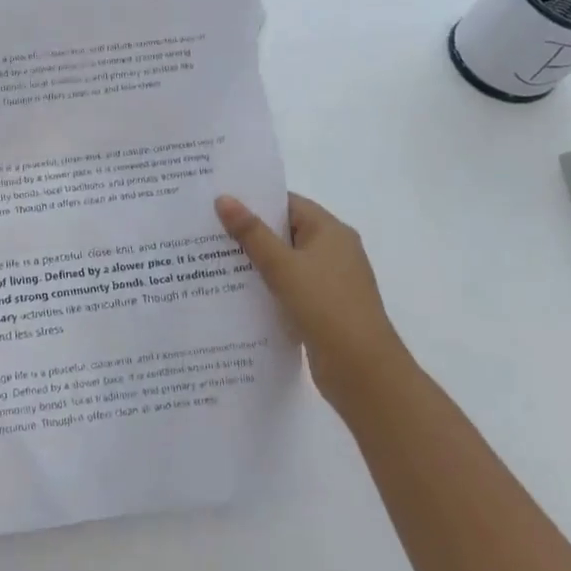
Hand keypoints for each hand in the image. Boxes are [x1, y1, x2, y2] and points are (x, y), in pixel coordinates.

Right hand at [215, 192, 405, 408]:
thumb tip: (223, 198)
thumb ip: (251, 233)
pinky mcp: (324, 308)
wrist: (363, 372)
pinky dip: (267, 287)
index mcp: (330, 231)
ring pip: (286, 262)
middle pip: (285, 232)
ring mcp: (330, 281)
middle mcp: (334, 251)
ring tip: (213, 260)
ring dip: (256, 262)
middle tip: (208, 230)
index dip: (255, 201)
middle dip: (250, 232)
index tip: (219, 202)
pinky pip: (290, 287)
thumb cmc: (325, 307)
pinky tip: (237, 293)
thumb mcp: (282, 266)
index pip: (288, 203)